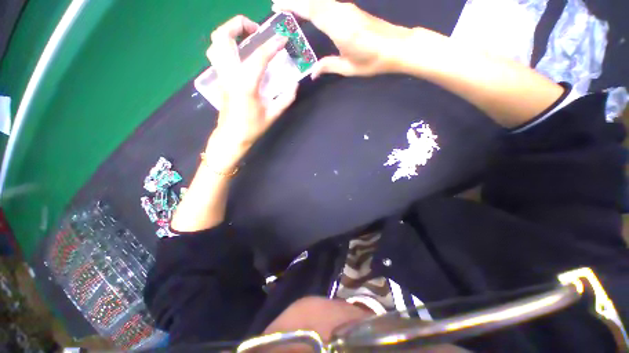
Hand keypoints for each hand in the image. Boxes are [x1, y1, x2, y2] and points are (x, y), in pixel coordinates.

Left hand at [206, 15, 297, 168]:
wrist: (232, 137)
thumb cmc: (252, 128)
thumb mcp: (273, 115)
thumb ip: (286, 98)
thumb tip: (294, 84)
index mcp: (246, 84)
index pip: (259, 56)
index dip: (272, 45)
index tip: (282, 39)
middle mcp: (229, 74)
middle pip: (222, 37)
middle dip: (238, 24)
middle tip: (255, 30)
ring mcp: (221, 75)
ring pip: (215, 43)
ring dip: (229, 33)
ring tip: (246, 38)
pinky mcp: (219, 79)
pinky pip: (217, 54)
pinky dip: (227, 46)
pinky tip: (240, 54)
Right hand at [272, 0, 416, 77]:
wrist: (397, 47)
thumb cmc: (373, 61)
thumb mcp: (348, 68)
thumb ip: (328, 66)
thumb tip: (312, 73)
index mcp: (338, 28)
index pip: (311, 11)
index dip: (292, 6)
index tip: (276, 5)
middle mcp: (341, 13)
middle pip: (313, 1)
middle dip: (294, 0)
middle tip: (277, 3)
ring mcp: (347, 9)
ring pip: (321, 0)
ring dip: (305, 1)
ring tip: (290, 6)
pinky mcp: (352, 10)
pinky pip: (329, 3)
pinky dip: (316, 4)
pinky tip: (310, 9)